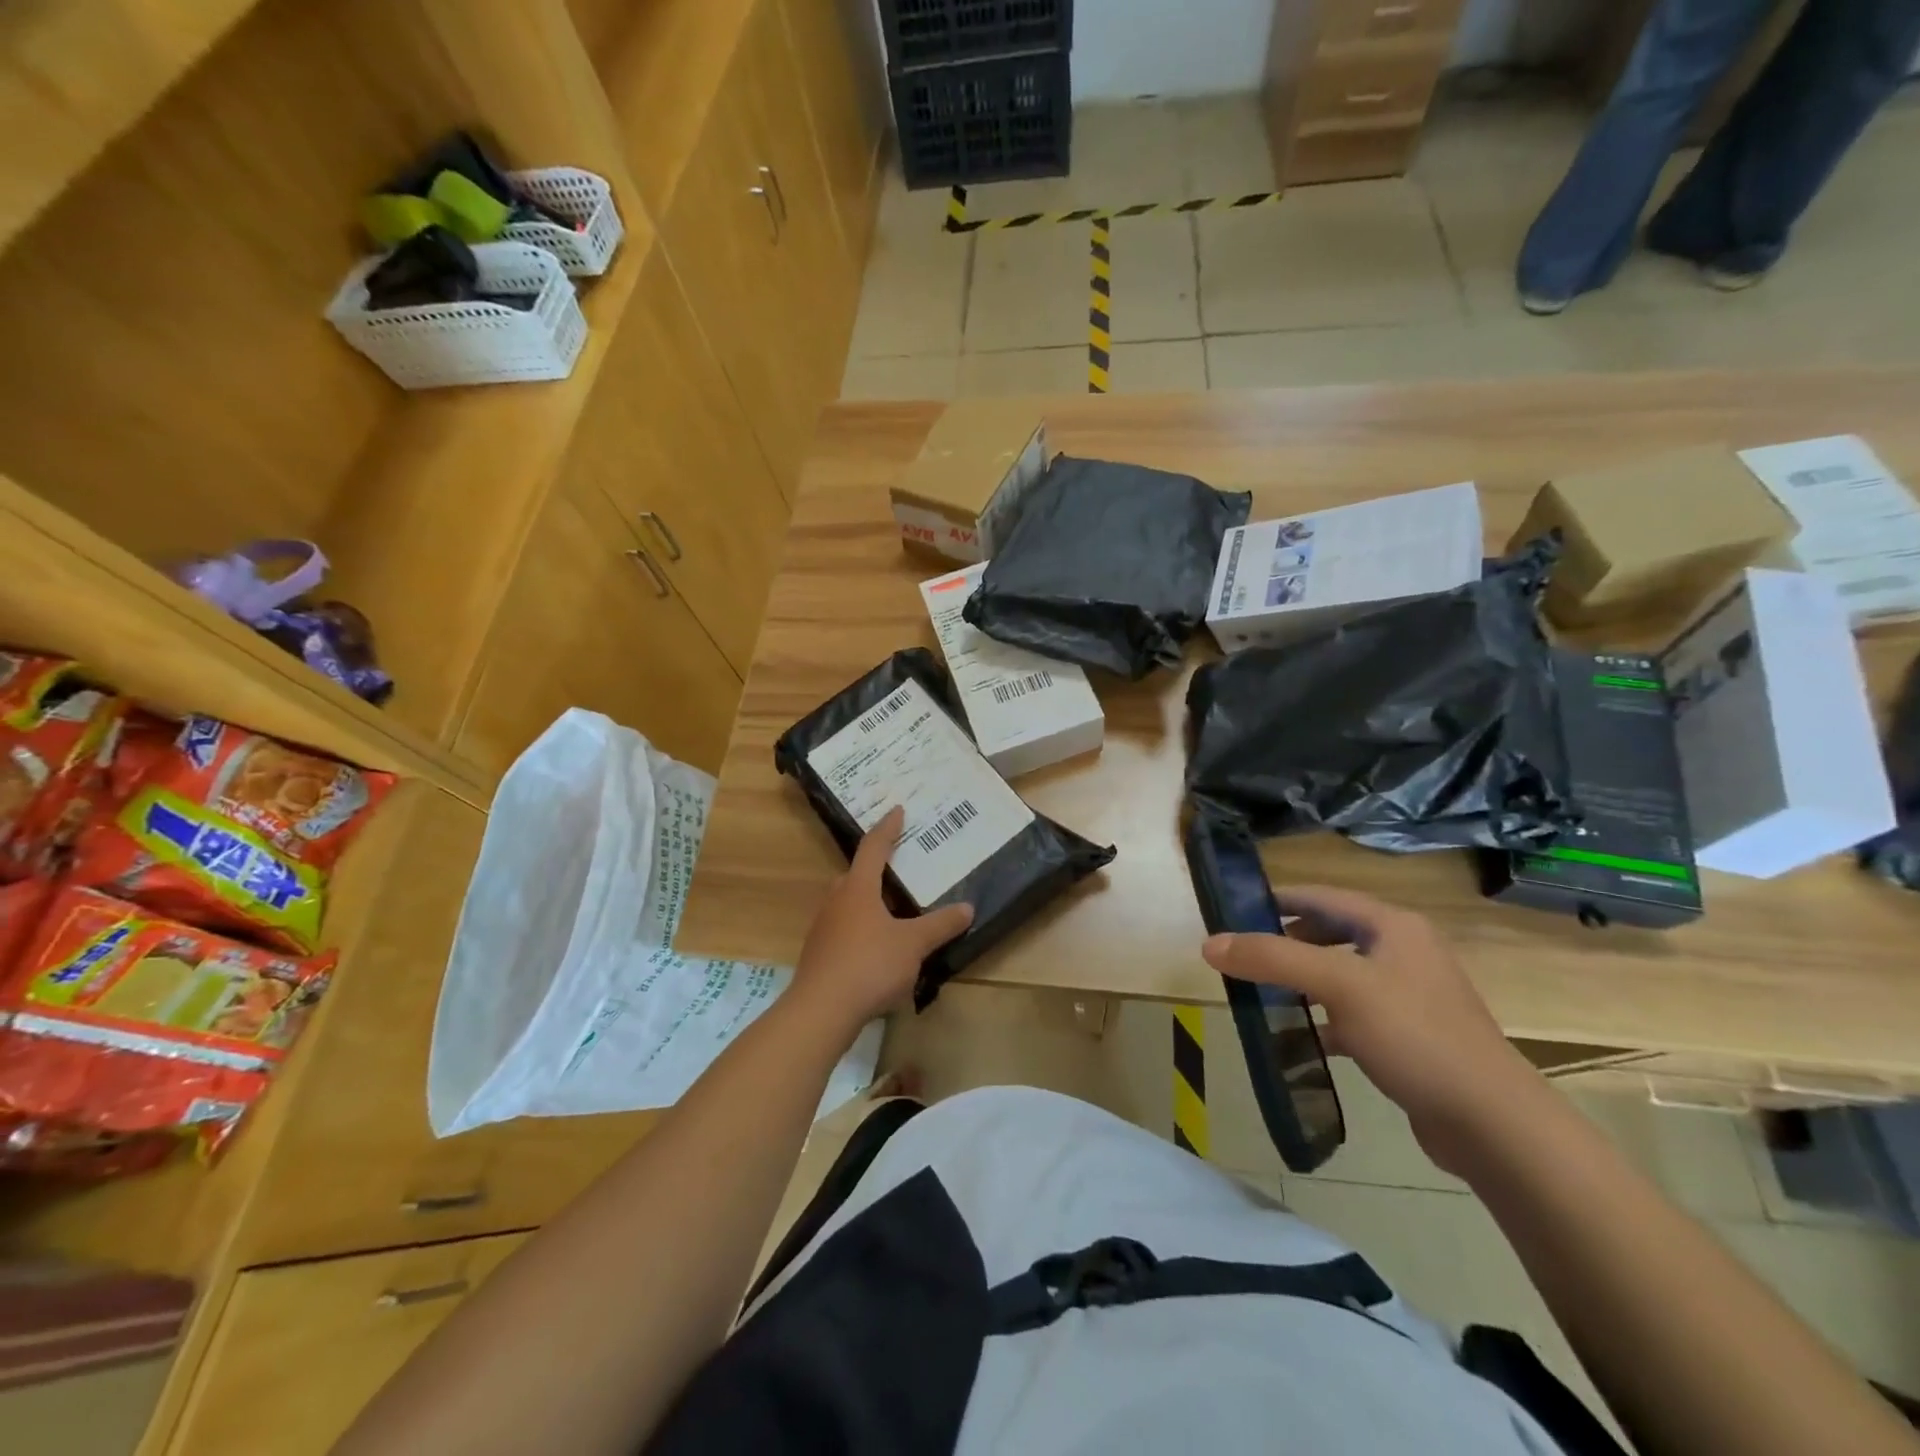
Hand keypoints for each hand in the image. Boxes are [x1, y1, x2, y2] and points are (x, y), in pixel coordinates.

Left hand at [790, 807, 973, 1037]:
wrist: (820, 1011)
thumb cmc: (869, 965)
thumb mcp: (913, 944)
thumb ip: (940, 925)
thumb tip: (967, 907)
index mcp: (858, 888)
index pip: (873, 848)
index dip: (888, 828)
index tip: (897, 811)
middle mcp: (836, 900)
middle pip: (856, 874)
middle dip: (877, 867)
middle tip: (899, 864)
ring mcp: (823, 928)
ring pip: (848, 902)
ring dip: (869, 899)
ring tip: (893, 907)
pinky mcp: (819, 954)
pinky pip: (844, 928)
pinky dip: (862, 926)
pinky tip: (878, 946)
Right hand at [1200, 885, 1542, 1175]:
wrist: (1492, 1123)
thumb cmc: (1414, 1034)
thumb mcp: (1337, 986)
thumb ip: (1272, 958)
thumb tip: (1209, 943)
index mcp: (1392, 925)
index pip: (1320, 896)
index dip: (1275, 900)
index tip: (1231, 911)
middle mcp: (1403, 950)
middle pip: (1330, 932)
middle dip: (1285, 941)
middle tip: (1243, 956)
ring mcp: (1409, 994)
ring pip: (1339, 973)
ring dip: (1301, 979)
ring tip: (1261, 992)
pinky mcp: (1410, 1035)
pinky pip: (1353, 1011)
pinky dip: (1323, 1017)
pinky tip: (1301, 1036)